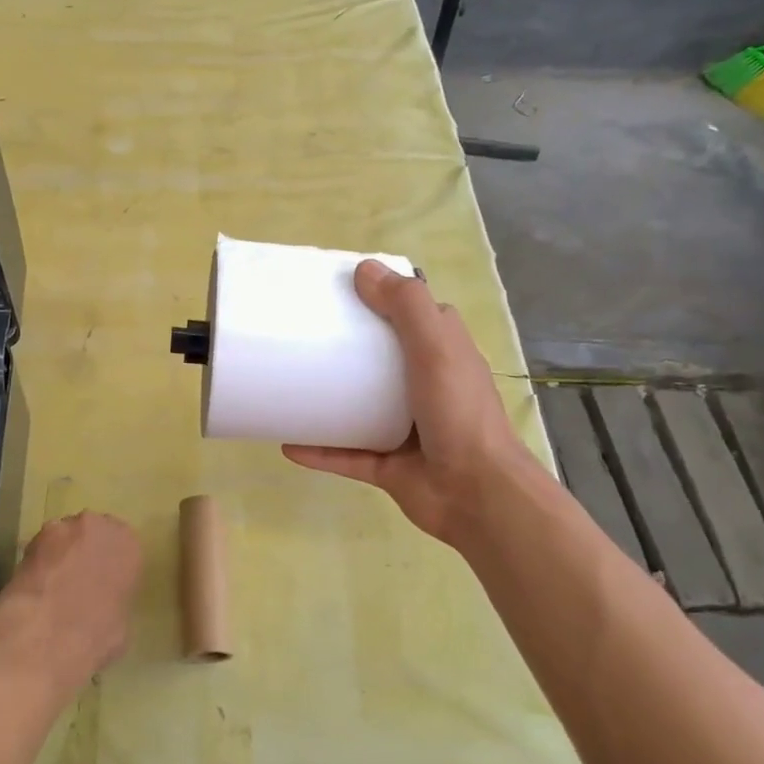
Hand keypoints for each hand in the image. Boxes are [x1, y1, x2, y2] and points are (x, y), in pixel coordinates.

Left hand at [0, 511, 141, 682]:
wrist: (48, 635)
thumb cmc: (97, 635)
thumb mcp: (122, 623)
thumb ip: (116, 600)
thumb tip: (105, 605)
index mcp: (129, 545)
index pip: (123, 548)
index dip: (110, 566)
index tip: (102, 584)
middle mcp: (100, 526)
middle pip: (93, 534)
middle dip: (85, 552)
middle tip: (77, 581)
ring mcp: (65, 528)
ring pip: (64, 537)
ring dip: (60, 554)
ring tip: (52, 585)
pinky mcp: (33, 539)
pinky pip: (40, 548)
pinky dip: (38, 562)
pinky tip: (34, 586)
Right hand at [284, 261, 532, 553]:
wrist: (475, 494)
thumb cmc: (458, 413)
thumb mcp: (437, 348)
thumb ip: (406, 307)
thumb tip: (364, 269)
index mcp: (443, 355)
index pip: (416, 317)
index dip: (386, 300)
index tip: (345, 290)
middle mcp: (425, 388)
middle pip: (381, 360)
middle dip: (347, 348)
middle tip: (304, 334)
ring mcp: (405, 430)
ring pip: (359, 408)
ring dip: (328, 399)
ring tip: (290, 385)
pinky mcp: (387, 466)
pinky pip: (345, 454)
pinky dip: (318, 450)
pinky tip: (287, 443)